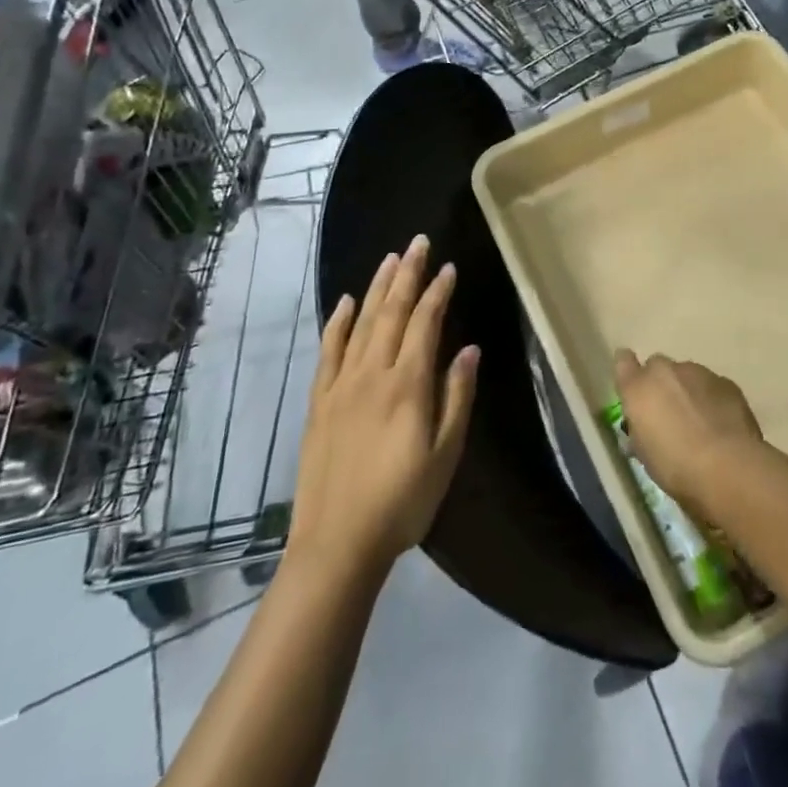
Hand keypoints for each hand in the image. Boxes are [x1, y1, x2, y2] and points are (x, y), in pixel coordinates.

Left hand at [289, 235, 479, 575]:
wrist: (337, 543)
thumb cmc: (403, 501)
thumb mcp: (445, 454)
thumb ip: (457, 397)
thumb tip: (468, 349)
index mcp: (408, 385)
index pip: (425, 324)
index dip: (438, 293)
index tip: (449, 267)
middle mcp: (372, 374)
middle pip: (392, 313)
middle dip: (408, 274)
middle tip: (418, 243)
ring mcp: (341, 385)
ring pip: (361, 323)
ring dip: (378, 287)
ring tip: (391, 259)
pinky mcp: (319, 401)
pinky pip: (329, 350)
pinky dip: (338, 322)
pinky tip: (347, 302)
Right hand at [613, 349, 762, 517]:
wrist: (728, 468)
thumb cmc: (676, 467)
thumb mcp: (645, 455)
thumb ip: (640, 429)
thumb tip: (643, 427)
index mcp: (639, 389)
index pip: (623, 362)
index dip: (628, 371)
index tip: (633, 385)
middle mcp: (666, 372)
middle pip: (657, 366)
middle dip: (660, 384)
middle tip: (668, 413)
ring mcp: (698, 372)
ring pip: (686, 374)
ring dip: (687, 391)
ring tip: (699, 422)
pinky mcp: (726, 382)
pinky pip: (711, 385)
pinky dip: (711, 399)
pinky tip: (720, 424)